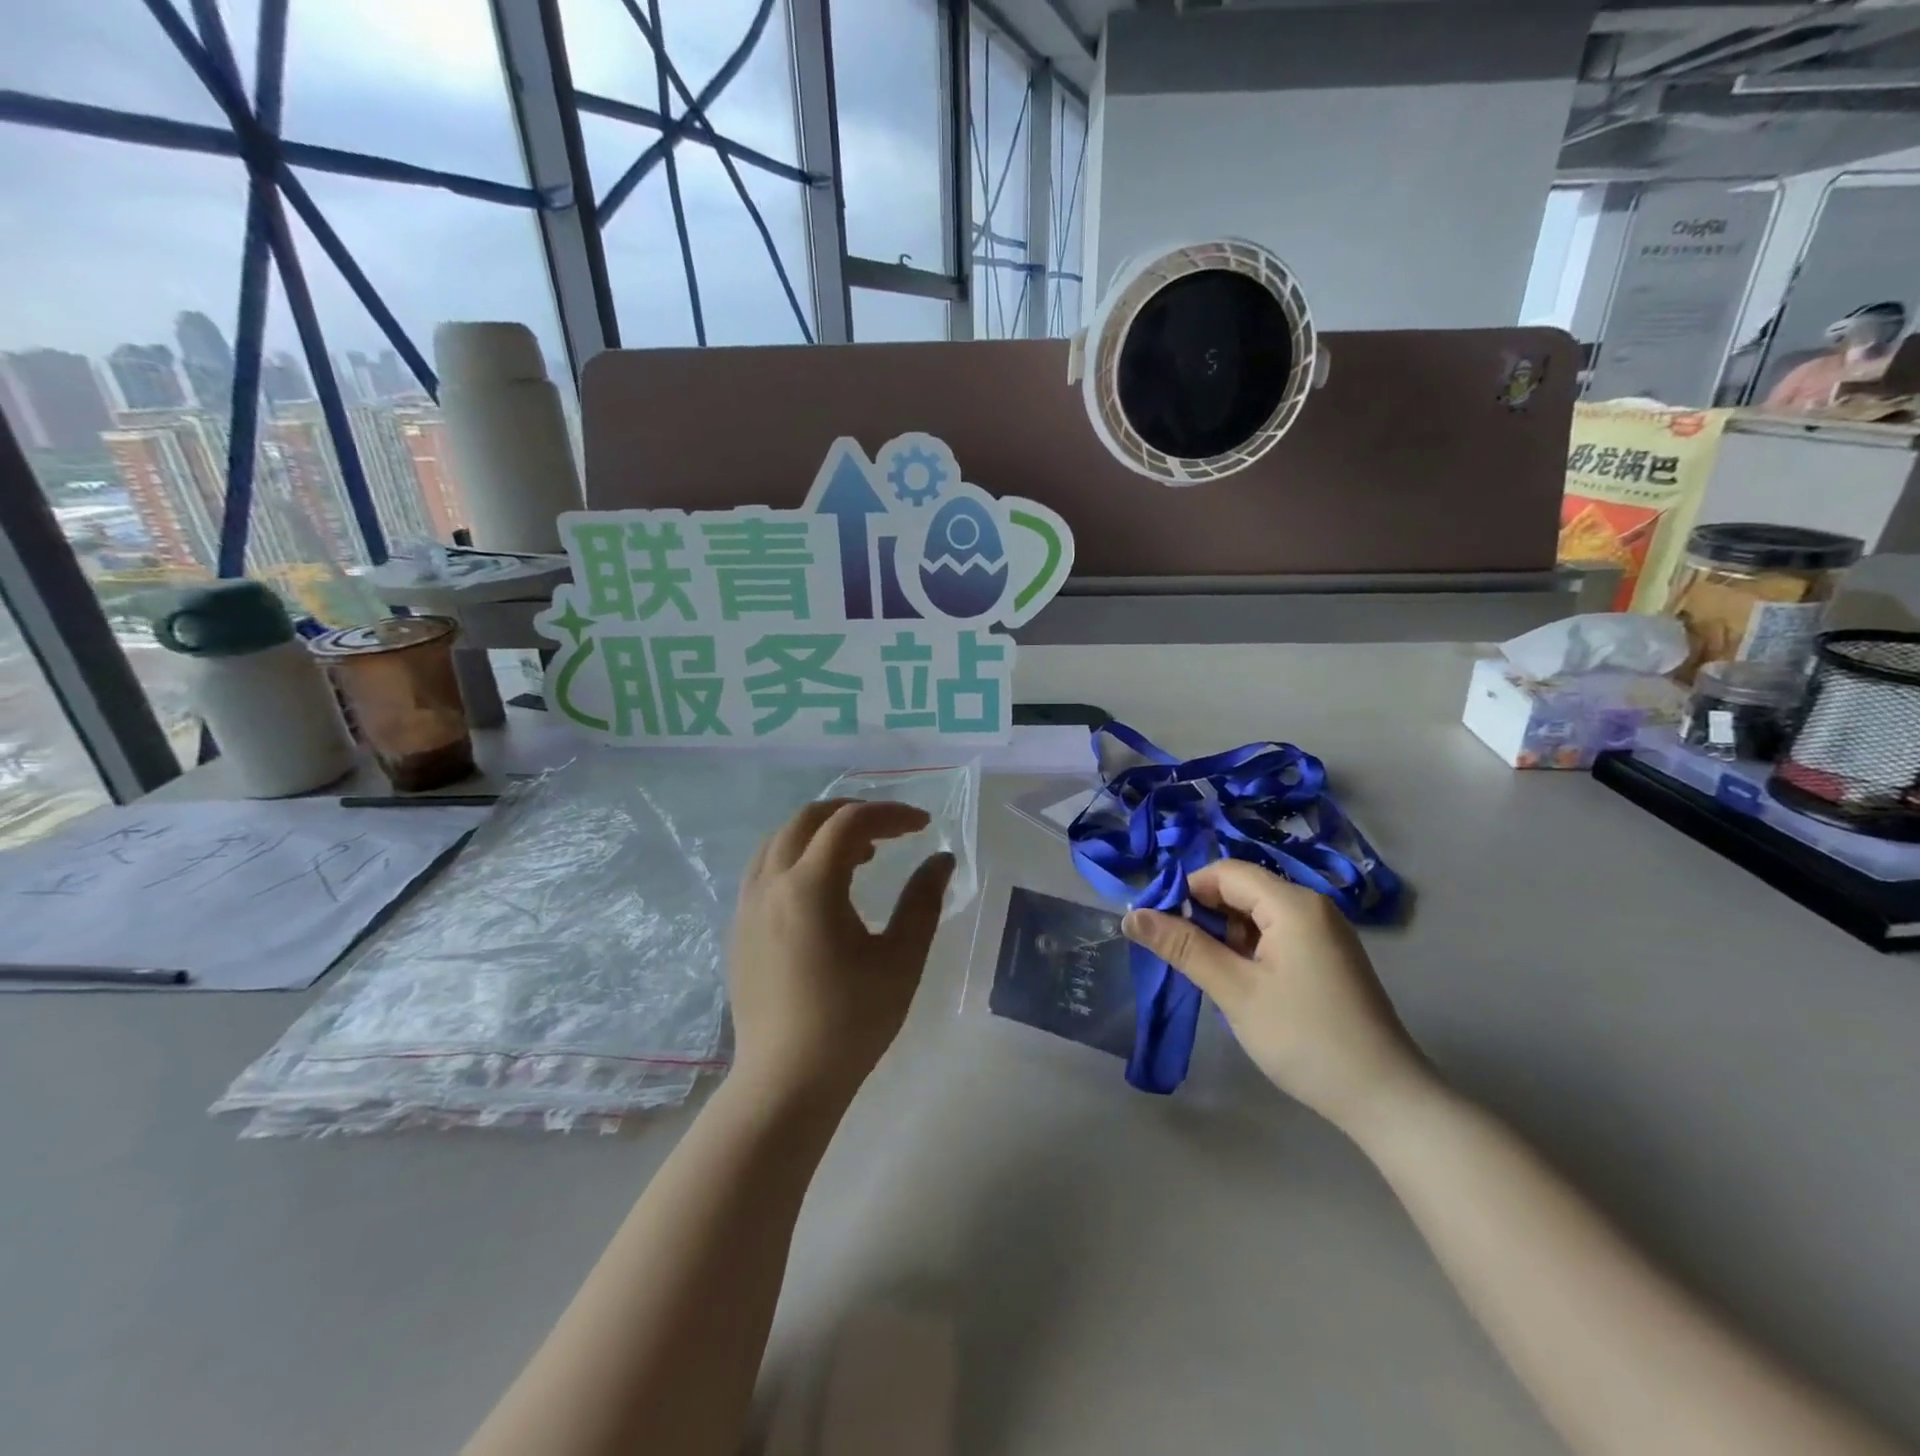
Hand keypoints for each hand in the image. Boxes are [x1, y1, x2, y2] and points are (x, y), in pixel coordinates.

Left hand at [728, 799, 954, 1105]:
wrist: (786, 1082)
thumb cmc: (851, 1022)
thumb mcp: (901, 960)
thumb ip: (923, 900)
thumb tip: (941, 859)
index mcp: (810, 887)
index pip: (850, 823)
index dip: (891, 815)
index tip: (924, 826)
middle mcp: (771, 883)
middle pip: (808, 819)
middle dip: (853, 813)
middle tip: (891, 830)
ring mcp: (747, 905)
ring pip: (781, 839)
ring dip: (822, 833)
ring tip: (860, 856)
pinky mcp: (739, 927)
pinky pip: (765, 867)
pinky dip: (797, 856)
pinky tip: (822, 889)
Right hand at [1121, 861, 1428, 1133]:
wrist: (1386, 1098)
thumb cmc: (1304, 1038)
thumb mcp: (1235, 991)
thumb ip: (1183, 947)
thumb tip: (1131, 916)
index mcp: (1293, 904)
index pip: (1225, 872)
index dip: (1187, 892)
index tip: (1161, 928)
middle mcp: (1312, 906)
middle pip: (1242, 889)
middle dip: (1205, 915)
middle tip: (1182, 956)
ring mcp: (1325, 932)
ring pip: (1258, 913)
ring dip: (1227, 934)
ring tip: (1212, 974)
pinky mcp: (1329, 956)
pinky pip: (1278, 933)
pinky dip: (1251, 948)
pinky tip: (1243, 982)